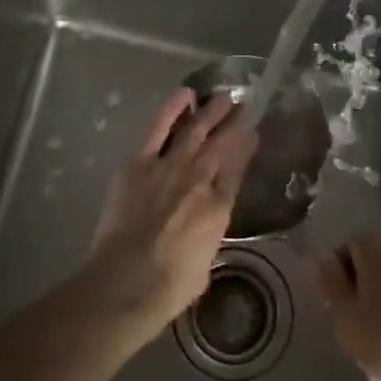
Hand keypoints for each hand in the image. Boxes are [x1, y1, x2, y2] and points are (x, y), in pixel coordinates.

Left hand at [85, 89, 256, 337]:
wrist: (127, 281)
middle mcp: (199, 180)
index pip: (237, 168)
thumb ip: (208, 238)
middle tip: (243, 106)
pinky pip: (158, 128)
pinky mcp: (139, 163)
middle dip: (234, 123)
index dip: (246, 147)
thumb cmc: (168, 287)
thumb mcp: (205, 264)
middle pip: (221, 144)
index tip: (253, 132)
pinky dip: (171, 108)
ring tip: (223, 97)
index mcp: (219, 207)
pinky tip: (184, 94)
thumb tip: (204, 229)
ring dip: (210, 111)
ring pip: (195, 130)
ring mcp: (169, 167)